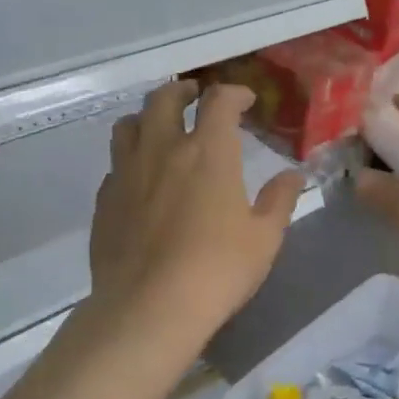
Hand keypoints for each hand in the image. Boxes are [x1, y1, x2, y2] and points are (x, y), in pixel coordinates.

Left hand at [86, 80, 302, 350]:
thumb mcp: (264, 238)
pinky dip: (130, 159)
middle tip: (194, 97)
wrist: (149, 307)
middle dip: (182, 91)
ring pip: (129, 125)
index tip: (245, 100)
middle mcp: (162, 150)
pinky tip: (140, 179)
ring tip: (160, 128)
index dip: (234, 92)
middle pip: (164, 99)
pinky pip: (115, 165)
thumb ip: (279, 200)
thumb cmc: (217, 270)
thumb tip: (293, 175)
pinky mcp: (105, 200)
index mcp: (208, 152)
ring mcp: (127, 173)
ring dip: (147, 117)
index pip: (219, 101)